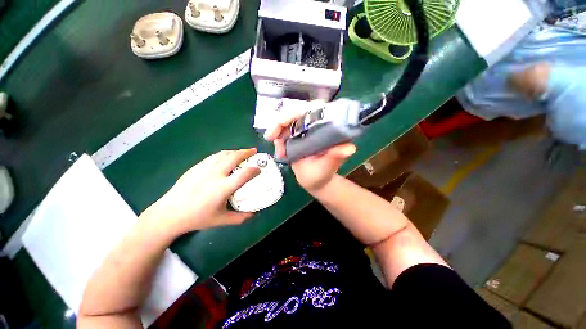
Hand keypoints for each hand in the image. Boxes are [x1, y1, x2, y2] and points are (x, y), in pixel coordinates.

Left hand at [142, 149, 260, 233]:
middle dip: (246, 152)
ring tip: (242, 152)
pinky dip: (224, 154)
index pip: (244, 174)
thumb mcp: (222, 220)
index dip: (254, 169)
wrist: (170, 213)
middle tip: (254, 151)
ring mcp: (204, 169)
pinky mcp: (196, 167)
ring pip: (223, 154)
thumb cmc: (197, 218)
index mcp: (223, 188)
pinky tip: (225, 158)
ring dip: (235, 151)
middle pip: (234, 157)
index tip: (259, 168)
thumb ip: (241, 217)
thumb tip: (254, 214)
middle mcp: (215, 175)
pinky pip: (214, 156)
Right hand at [264, 102, 355, 193]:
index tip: (284, 121)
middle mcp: (316, 125)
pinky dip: (277, 139)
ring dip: (277, 132)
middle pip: (297, 112)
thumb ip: (335, 157)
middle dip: (281, 122)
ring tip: (279, 152)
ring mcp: (304, 130)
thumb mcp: (328, 167)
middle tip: (270, 136)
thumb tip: (350, 148)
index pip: (315, 109)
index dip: (299, 111)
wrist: (314, 181)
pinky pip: (283, 131)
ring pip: (287, 121)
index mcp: (328, 128)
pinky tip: (280, 154)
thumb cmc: (323, 174)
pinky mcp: (296, 135)